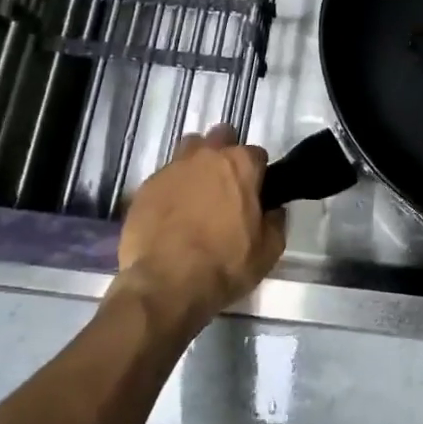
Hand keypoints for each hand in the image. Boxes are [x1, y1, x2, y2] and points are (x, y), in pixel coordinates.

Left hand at [114, 125, 281, 329]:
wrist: (164, 285)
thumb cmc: (224, 265)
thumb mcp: (268, 251)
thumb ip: (276, 222)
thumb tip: (273, 210)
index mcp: (240, 164)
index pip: (256, 154)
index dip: (257, 174)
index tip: (255, 195)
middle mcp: (206, 156)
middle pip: (220, 138)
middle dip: (225, 154)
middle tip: (225, 186)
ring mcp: (173, 168)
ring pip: (189, 150)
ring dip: (196, 164)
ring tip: (196, 194)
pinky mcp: (146, 186)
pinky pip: (164, 177)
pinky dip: (171, 189)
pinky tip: (170, 215)